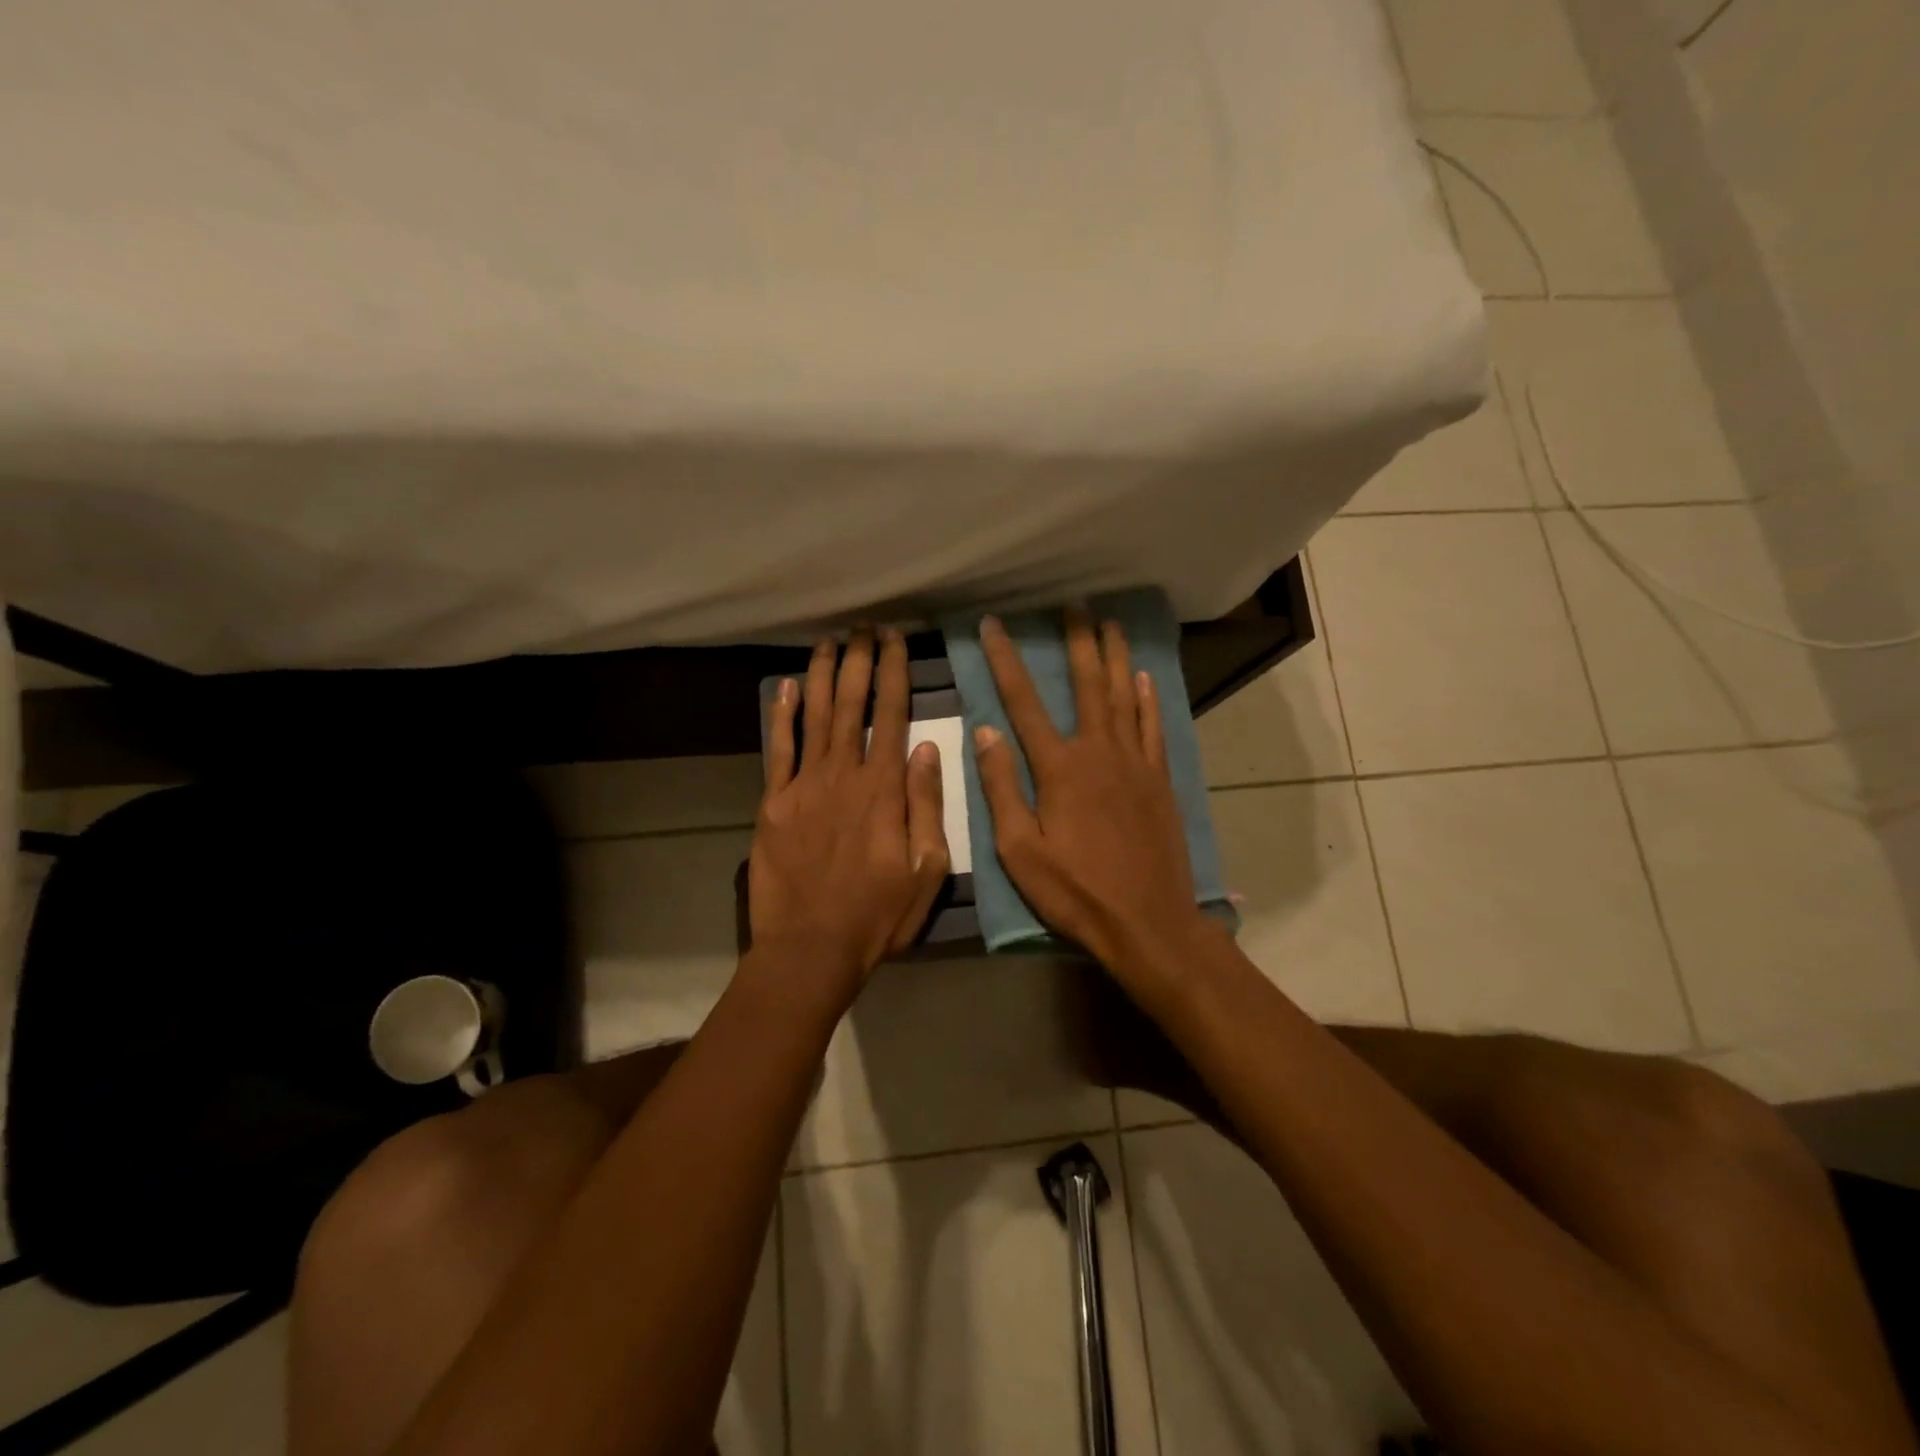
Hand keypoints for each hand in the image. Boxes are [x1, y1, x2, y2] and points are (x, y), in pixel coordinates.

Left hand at [749, 628, 949, 994]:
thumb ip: (927, 806)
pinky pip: (778, 750)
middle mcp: (843, 775)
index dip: (894, 672)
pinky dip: (781, 716)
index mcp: (884, 789)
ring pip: (813, 717)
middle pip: (851, 705)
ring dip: (821, 676)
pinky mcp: (773, 803)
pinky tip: (784, 688)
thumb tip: (929, 749)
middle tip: (863, 628)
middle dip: (859, 661)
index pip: (892, 715)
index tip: (894, 640)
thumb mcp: (926, 869)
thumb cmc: (877, 915)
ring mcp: (803, 786)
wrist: (810, 948)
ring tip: (829, 642)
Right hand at [974, 611, 1213, 993]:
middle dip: (1077, 642)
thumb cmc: (1075, 891)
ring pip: (1124, 697)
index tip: (992, 626)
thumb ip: (1002, 788)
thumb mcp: (1019, 850)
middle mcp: (1099, 752)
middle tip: (1073, 606)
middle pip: (1087, 685)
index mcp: (1059, 768)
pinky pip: (1153, 728)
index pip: (1023, 702)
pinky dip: (1147, 699)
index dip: (1005, 661)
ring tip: (1110, 623)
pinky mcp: (1160, 781)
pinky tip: (1143, 678)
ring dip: (1115, 657)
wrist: (1147, 922)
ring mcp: (1135, 763)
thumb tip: (985, 732)